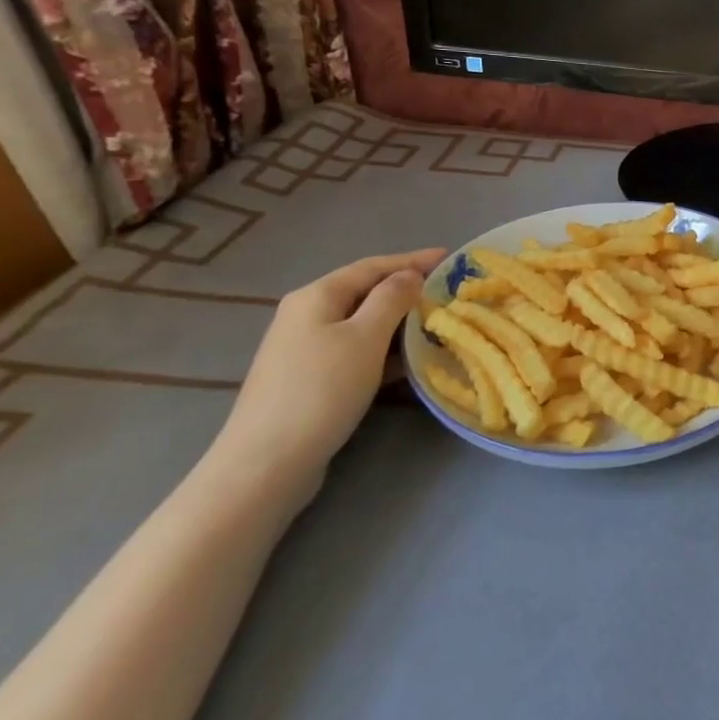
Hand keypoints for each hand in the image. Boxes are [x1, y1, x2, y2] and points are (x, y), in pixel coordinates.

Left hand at [209, 249, 445, 499]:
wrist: (268, 462)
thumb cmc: (322, 390)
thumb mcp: (366, 337)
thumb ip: (392, 299)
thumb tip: (409, 276)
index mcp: (317, 296)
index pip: (373, 266)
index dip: (413, 259)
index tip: (451, 257)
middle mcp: (306, 315)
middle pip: (365, 292)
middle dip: (407, 289)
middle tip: (448, 292)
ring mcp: (305, 348)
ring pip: (362, 323)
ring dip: (399, 321)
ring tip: (436, 324)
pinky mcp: (310, 378)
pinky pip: (356, 350)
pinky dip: (384, 348)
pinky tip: (408, 360)